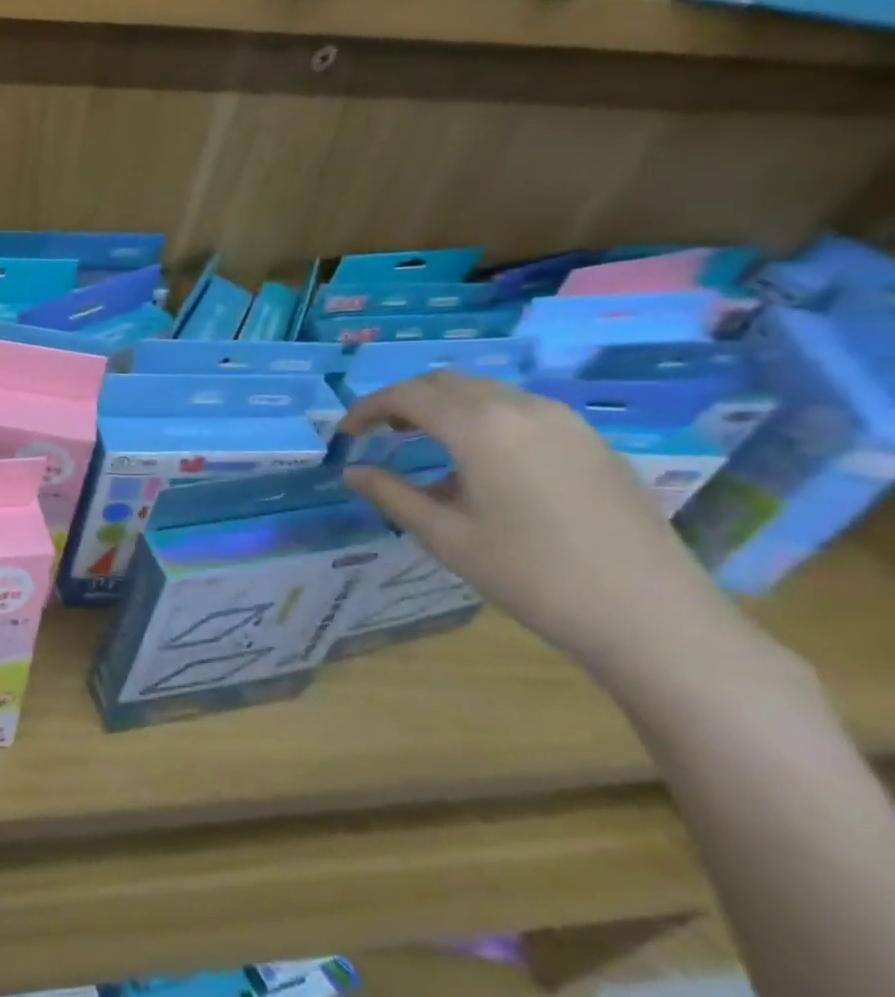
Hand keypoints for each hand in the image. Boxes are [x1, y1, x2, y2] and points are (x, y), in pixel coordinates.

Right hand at [338, 373, 732, 668]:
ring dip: (446, 408)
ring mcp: (565, 421)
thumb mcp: (446, 537)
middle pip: (447, 383)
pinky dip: (484, 421)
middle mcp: (522, 408)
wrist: (650, 614)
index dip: (368, 408)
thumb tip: (353, 472)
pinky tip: (481, 465)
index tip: (346, 433)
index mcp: (481, 427)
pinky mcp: (592, 441)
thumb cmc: (531, 575)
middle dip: (405, 401)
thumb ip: (392, 495)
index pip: (408, 395)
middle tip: (378, 434)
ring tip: (425, 447)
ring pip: (487, 392)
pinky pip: (522, 412)